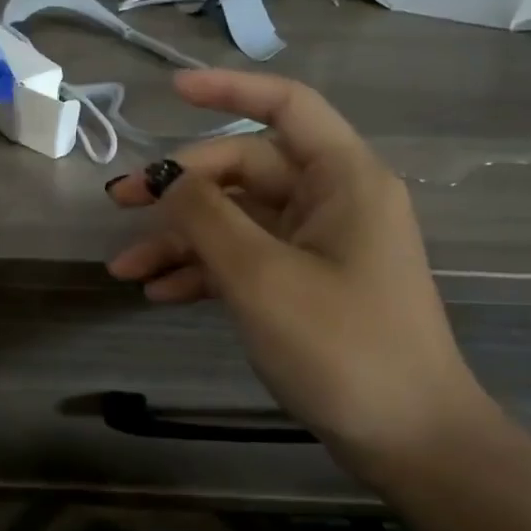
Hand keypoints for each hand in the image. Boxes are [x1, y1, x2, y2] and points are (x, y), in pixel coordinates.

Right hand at [105, 69, 494, 479]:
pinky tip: (158, 292)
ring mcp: (320, 246)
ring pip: (238, 220)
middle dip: (181, 187)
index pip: (286, 105)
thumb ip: (207, 217)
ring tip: (124, 268)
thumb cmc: (343, 347)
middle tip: (119, 203)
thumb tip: (168, 177)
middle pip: (246, 170)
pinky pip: (247, 259)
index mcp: (342, 178)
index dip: (229, 89)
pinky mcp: (308, 285)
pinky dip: (204, 271)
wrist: (410, 441)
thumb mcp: (261, 276)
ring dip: (181, 239)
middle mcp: (333, 201)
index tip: (171, 91)